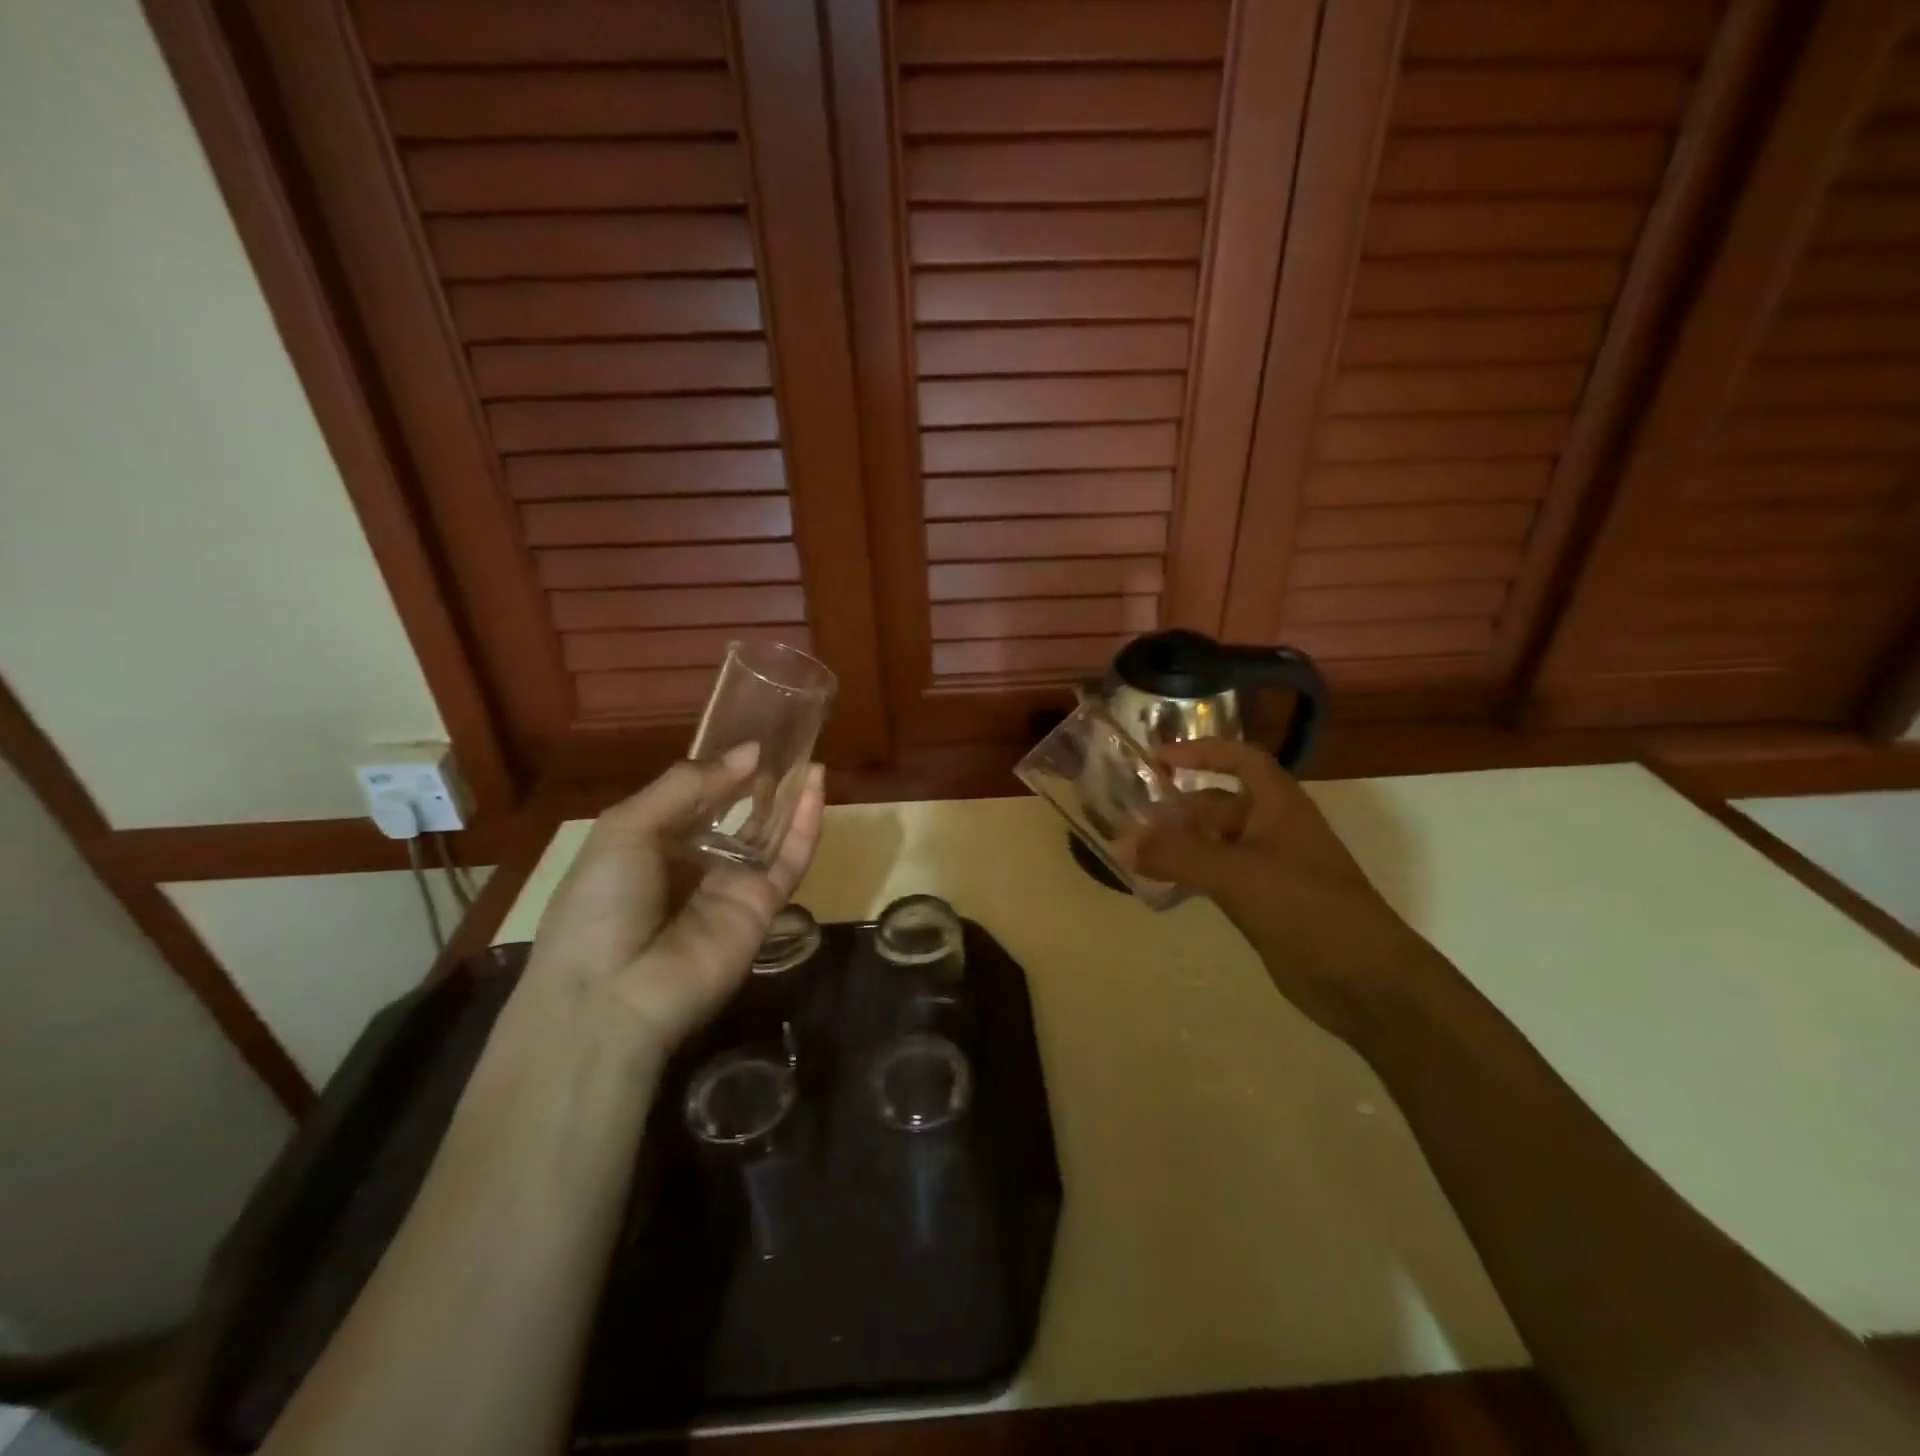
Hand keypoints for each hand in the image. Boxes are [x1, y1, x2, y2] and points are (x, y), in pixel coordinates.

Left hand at [527, 748, 825, 1050]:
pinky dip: (805, 826)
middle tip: (788, 744)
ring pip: (771, 836)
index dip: (724, 770)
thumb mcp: (627, 828)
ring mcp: (732, 887)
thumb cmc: (601, 903)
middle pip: (739, 816)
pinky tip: (815, 789)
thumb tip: (748, 752)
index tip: (752, 740)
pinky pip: (789, 862)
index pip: (698, 800)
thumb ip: (687, 786)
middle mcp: (696, 864)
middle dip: (761, 783)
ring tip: (809, 758)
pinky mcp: (764, 908)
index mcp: (653, 844)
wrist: (610, 997)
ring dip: (790, 798)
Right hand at [1131, 739, 1437, 1043]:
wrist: (1362, 978)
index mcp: (1279, 805)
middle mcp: (1274, 829)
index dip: (1201, 751)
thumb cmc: (1305, 906)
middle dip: (1177, 808)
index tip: (1157, 759)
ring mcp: (1270, 867)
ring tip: (1135, 852)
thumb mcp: (1235, 873)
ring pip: (1215, 843)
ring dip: (1179, 844)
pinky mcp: (1264, 902)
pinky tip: (1160, 886)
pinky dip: (1189, 875)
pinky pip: (1218, 877)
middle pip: (1219, 804)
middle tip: (1131, 819)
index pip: (1240, 759)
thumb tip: (1121, 842)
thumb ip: (1176, 855)